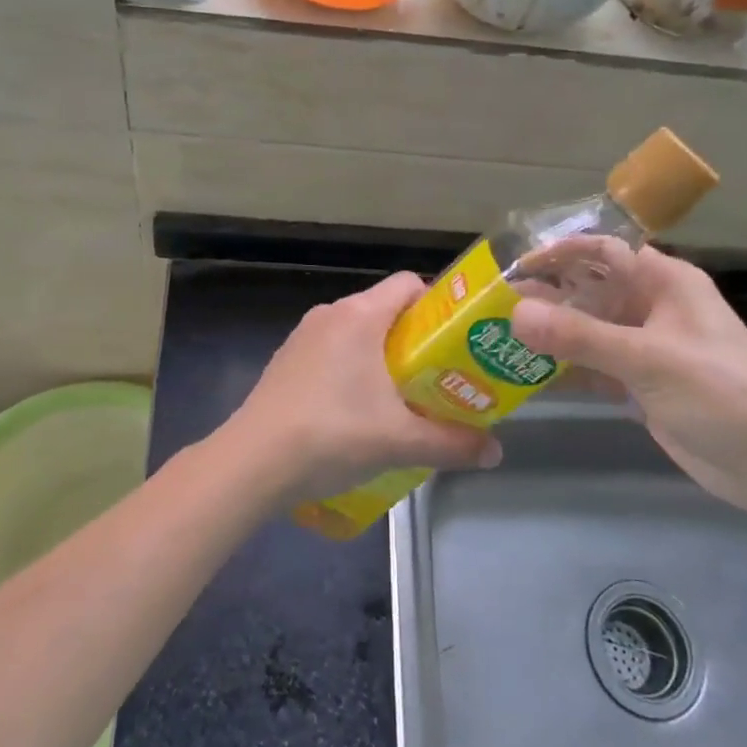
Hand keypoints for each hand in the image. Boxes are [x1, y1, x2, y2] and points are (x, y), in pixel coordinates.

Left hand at [224, 273, 500, 505]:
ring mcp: (303, 337)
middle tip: (439, 379)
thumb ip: (452, 444)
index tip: (456, 343)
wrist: (252, 462)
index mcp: (359, 316)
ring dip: (383, 360)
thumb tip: (494, 452)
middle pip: (385, 311)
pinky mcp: (286, 362)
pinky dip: (352, 372)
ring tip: (402, 401)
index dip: (438, 307)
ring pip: (357, 334)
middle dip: (416, 342)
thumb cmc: (332, 435)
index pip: (409, 284)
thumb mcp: (400, 442)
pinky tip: (357, 414)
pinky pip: (332, 353)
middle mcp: (330, 314)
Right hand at [510, 245, 746, 513]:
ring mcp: (645, 347)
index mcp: (665, 283)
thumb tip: (515, 313)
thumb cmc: (721, 394)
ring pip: (587, 330)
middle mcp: (652, 307)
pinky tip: (528, 376)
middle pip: (589, 291)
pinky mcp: (640, 383)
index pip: (604, 251)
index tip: (513, 266)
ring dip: (550, 335)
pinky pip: (592, 365)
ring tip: (499, 341)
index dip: (559, 253)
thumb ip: (581, 336)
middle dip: (546, 297)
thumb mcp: (649, 359)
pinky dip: (565, 369)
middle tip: (494, 309)